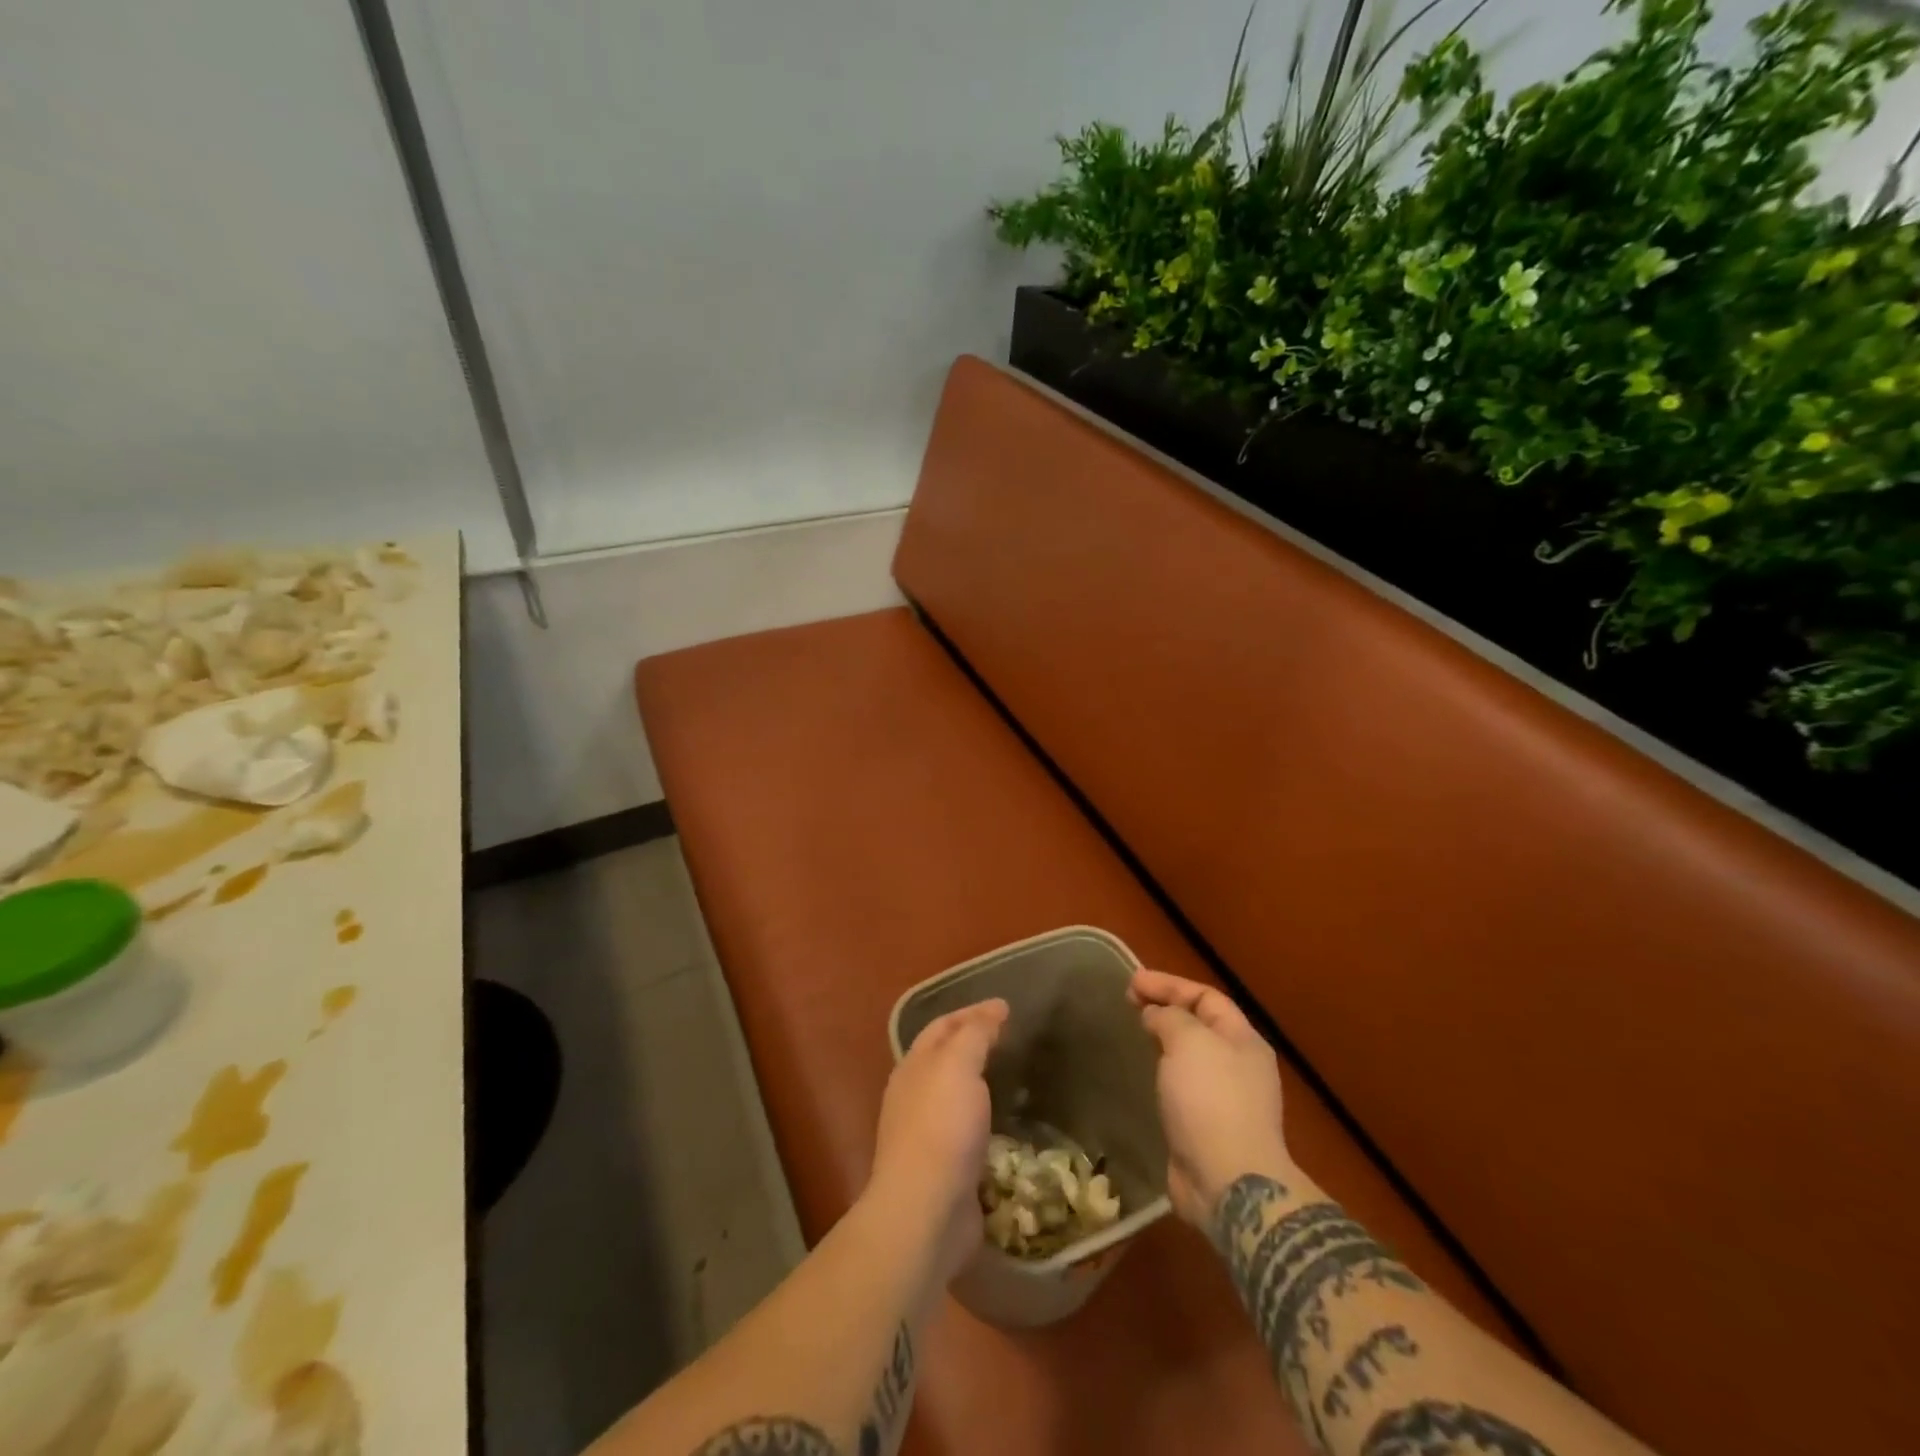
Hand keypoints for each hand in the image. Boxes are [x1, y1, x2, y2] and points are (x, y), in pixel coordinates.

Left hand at [867, 998, 1008, 1284]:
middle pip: (946, 1058)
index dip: (973, 1012)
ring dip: (981, 1082)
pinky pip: (969, 1131)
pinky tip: (1007, 1123)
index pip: (942, 1026)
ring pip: (957, 1095)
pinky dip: (987, 1119)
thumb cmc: (941, 1127)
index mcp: (914, 1066)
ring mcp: (928, 1134)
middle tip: (1012, 1038)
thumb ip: (974, 1034)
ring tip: (1014, 1076)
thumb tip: (992, 1009)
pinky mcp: (945, 1169)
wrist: (925, 1211)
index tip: (1006, 1007)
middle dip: (974, 1043)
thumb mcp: (958, 1065)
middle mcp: (915, 1095)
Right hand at [1130, 969, 1293, 1228]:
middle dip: (1165, 1008)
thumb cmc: (1211, 1100)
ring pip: (1190, 1056)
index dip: (1170, 985)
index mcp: (1243, 1040)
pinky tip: (1144, 1074)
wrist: (1228, 1182)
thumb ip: (1171, 1018)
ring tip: (1134, 1032)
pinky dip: (1162, 1072)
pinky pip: (1182, 1086)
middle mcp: (1239, 1066)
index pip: (1206, 997)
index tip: (1132, 981)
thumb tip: (1157, 1016)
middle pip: (1199, 1024)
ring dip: (1163, 1040)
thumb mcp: (1190, 1042)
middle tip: (1128, 1002)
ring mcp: (1225, 1099)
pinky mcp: (1206, 1127)